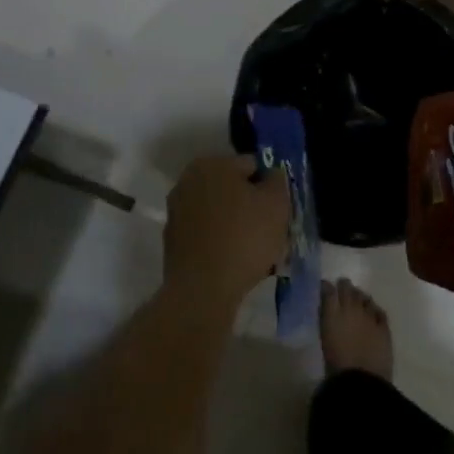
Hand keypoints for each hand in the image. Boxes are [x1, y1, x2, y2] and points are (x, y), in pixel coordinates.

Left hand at [163, 155, 288, 307]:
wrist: (202, 290)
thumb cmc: (244, 238)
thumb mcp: (276, 204)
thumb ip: (277, 181)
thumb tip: (271, 175)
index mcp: (212, 164)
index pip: (252, 165)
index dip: (270, 186)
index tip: (279, 210)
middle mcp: (188, 180)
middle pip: (233, 188)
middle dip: (251, 205)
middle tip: (271, 229)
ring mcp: (177, 211)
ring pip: (220, 212)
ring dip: (237, 224)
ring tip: (256, 250)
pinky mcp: (173, 240)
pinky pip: (207, 233)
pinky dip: (221, 241)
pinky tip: (236, 261)